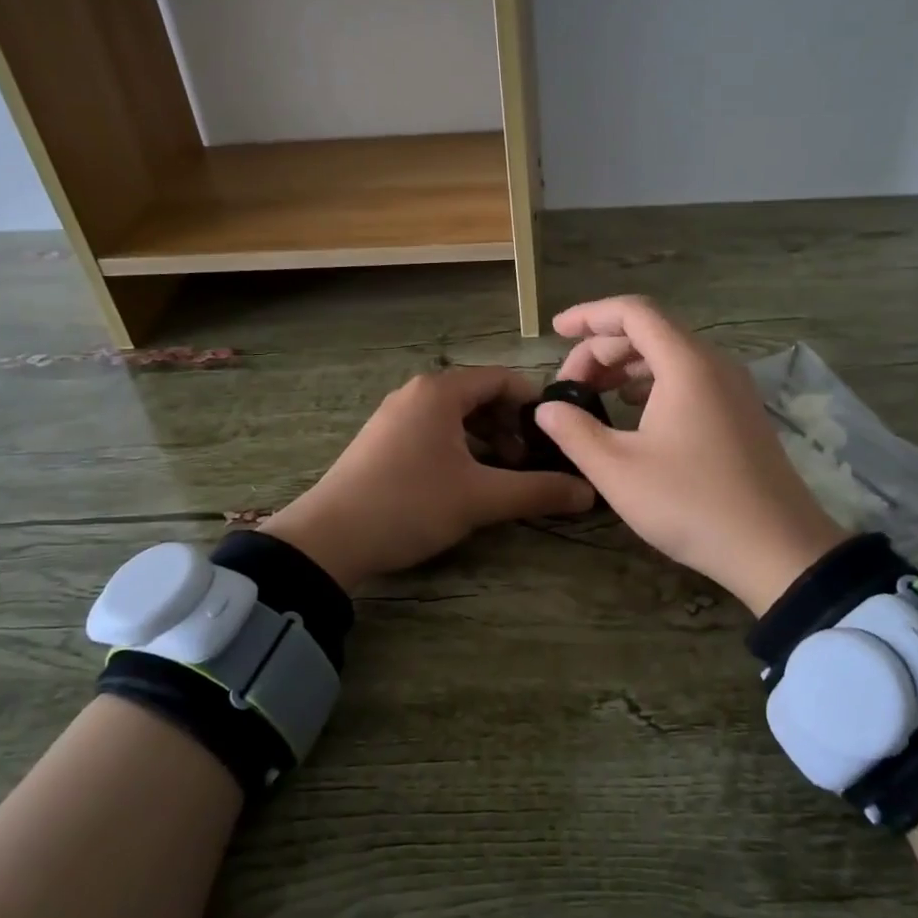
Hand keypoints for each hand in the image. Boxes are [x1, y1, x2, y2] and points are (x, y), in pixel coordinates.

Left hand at [262, 367, 593, 590]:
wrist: (329, 539)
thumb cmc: (410, 504)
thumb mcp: (480, 499)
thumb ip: (538, 491)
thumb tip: (589, 492)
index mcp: (440, 391)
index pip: (503, 379)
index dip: (535, 404)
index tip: (557, 435)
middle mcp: (417, 393)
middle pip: (480, 396)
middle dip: (511, 426)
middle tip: (528, 463)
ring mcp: (395, 416)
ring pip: (456, 417)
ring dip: (486, 440)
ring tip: (501, 476)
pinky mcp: (383, 440)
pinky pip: (434, 431)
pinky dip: (459, 448)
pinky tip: (465, 483)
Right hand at [534, 296, 846, 615]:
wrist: (777, 549)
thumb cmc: (692, 504)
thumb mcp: (618, 471)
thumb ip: (574, 432)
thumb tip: (547, 408)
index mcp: (686, 364)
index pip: (633, 312)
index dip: (589, 314)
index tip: (556, 329)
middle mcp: (714, 364)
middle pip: (651, 331)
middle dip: (602, 348)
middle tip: (568, 383)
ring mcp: (733, 388)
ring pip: (671, 355)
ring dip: (626, 367)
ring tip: (593, 393)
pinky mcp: (741, 412)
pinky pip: (689, 378)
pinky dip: (653, 382)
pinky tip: (633, 409)